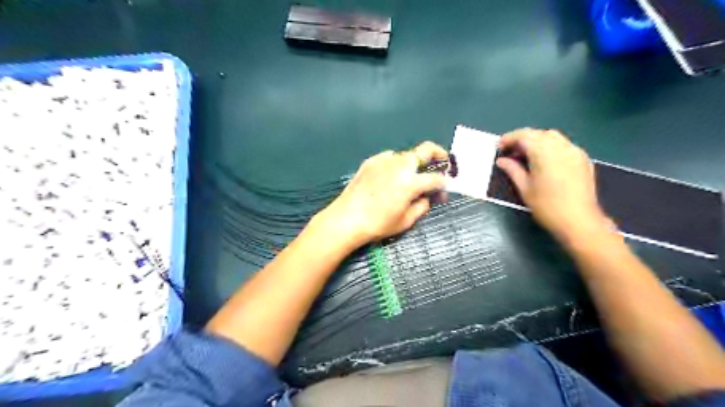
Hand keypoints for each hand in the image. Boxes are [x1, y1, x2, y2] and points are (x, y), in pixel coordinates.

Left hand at [317, 143, 448, 248]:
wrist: (346, 218)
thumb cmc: (378, 224)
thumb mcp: (405, 221)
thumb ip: (422, 206)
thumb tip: (429, 197)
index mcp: (411, 182)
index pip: (436, 178)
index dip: (444, 183)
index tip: (444, 188)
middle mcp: (400, 165)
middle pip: (425, 150)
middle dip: (438, 154)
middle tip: (442, 161)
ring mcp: (384, 160)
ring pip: (406, 154)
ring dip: (414, 161)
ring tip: (411, 174)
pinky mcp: (371, 161)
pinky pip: (389, 158)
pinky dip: (395, 164)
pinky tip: (390, 175)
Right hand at [496, 129, 607, 243]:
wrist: (579, 221)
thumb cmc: (547, 206)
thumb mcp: (524, 188)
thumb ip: (512, 170)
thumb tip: (502, 160)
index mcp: (544, 152)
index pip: (523, 135)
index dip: (509, 139)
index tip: (499, 148)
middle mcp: (561, 146)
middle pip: (538, 133)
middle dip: (522, 139)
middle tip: (510, 153)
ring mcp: (574, 151)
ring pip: (552, 137)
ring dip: (537, 141)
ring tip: (526, 156)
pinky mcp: (583, 159)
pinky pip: (564, 145)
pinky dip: (550, 147)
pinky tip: (545, 161)